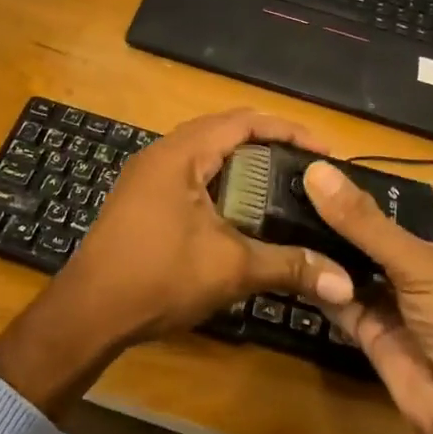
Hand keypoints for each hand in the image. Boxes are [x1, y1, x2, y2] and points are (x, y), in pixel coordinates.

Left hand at [0, 110, 357, 418]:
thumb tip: (345, 282)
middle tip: (307, 168)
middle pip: (224, 132)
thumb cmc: (158, 277)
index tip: (324, 151)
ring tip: (282, 185)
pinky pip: (191, 176)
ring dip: (244, 165)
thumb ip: (288, 267)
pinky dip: (222, 183)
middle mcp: (162, 153)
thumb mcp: (230, 269)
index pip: (243, 122)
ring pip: (206, 155)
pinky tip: (242, 211)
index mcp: (181, 153)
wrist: (88, 312)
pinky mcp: (142, 199)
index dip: (288, 130)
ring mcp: (148, 176)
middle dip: (269, 145)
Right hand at [303, 160, 432, 433]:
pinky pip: (339, 298)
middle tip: (283, 187)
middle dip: (333, 215)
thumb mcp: (419, 263)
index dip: (361, 185)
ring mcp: (393, 300)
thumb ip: (363, 221)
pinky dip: (319, 282)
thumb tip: (314, 170)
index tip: (314, 164)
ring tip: (274, 214)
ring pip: (350, 265)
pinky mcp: (370, 331)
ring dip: (321, 246)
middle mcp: (417, 266)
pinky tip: (289, 257)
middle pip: (368, 233)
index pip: (397, 202)